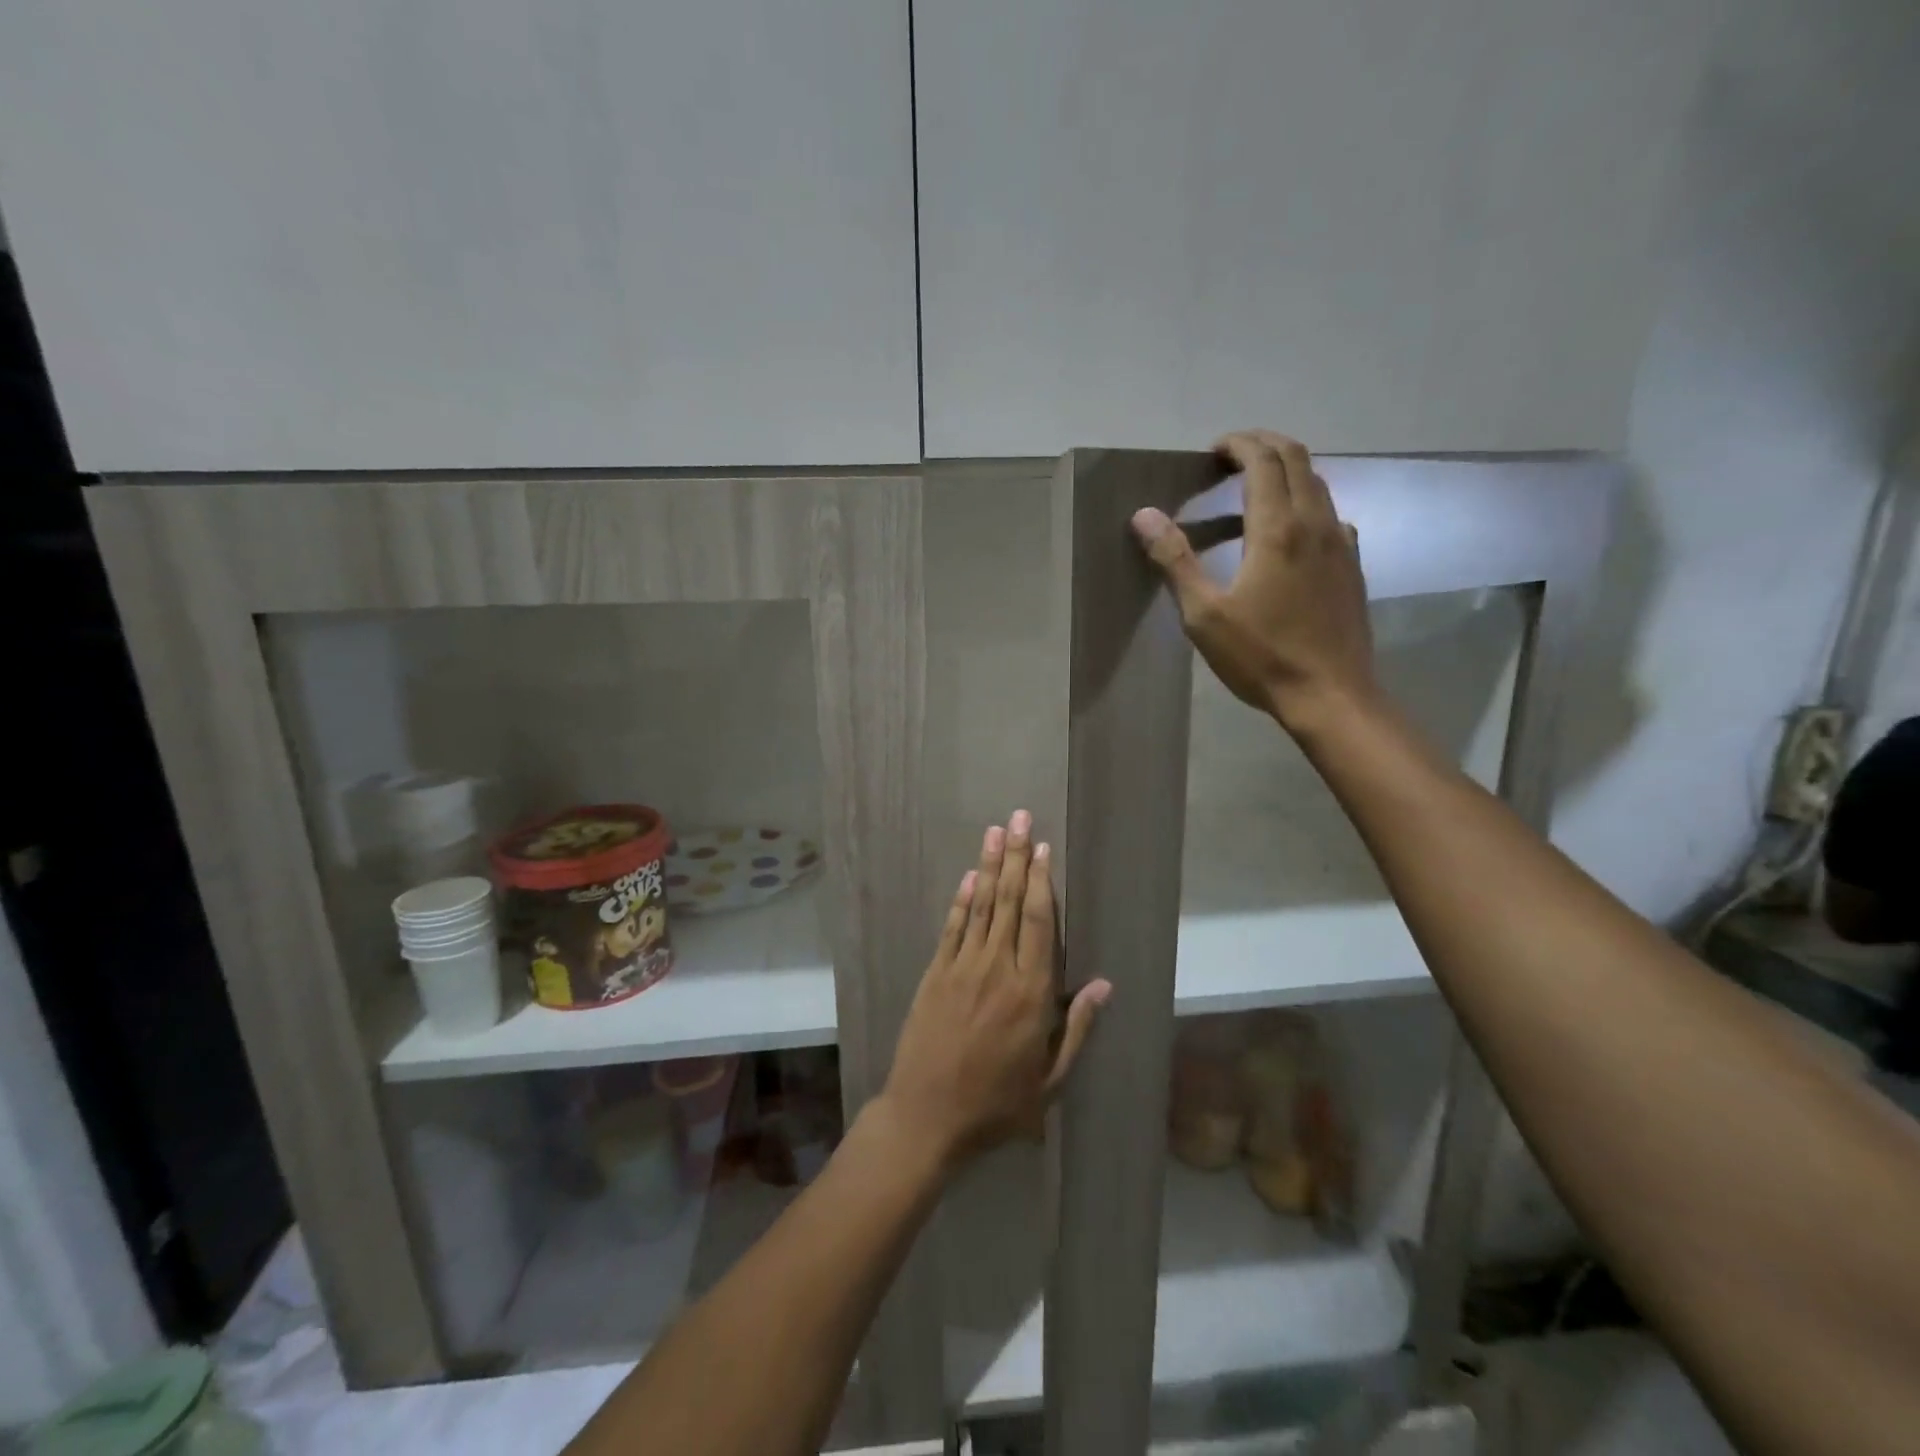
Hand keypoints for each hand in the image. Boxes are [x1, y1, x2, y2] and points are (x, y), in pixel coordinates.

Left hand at [880, 811, 1110, 1168]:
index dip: (1042, 882)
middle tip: (1019, 818)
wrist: (927, 1116)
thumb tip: (1104, 984)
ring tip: (996, 831)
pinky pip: (952, 928)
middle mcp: (997, 969)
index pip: (1038, 923)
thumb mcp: (1050, 1080)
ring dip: (989, 866)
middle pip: (1009, 902)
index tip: (1044, 848)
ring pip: (981, 906)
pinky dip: (961, 900)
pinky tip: (969, 876)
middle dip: (1017, 857)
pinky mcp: (935, 974)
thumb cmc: (997, 1104)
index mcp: (1031, 994)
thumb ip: (1076, 1028)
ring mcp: (962, 968)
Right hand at [1131, 430, 1376, 730]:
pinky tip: (1287, 534)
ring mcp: (1341, 542)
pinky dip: (1304, 504)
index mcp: (1276, 529)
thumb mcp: (1204, 614)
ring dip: (1286, 472)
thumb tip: (1144, 515)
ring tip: (1252, 489)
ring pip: (1318, 484)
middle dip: (1263, 445)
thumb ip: (1175, 559)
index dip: (1238, 445)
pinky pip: (1329, 514)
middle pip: (1297, 458)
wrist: (1330, 695)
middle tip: (1231, 456)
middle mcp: (1315, 523)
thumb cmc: (1260, 657)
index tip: (1212, 450)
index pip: (1263, 460)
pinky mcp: (1352, 565)